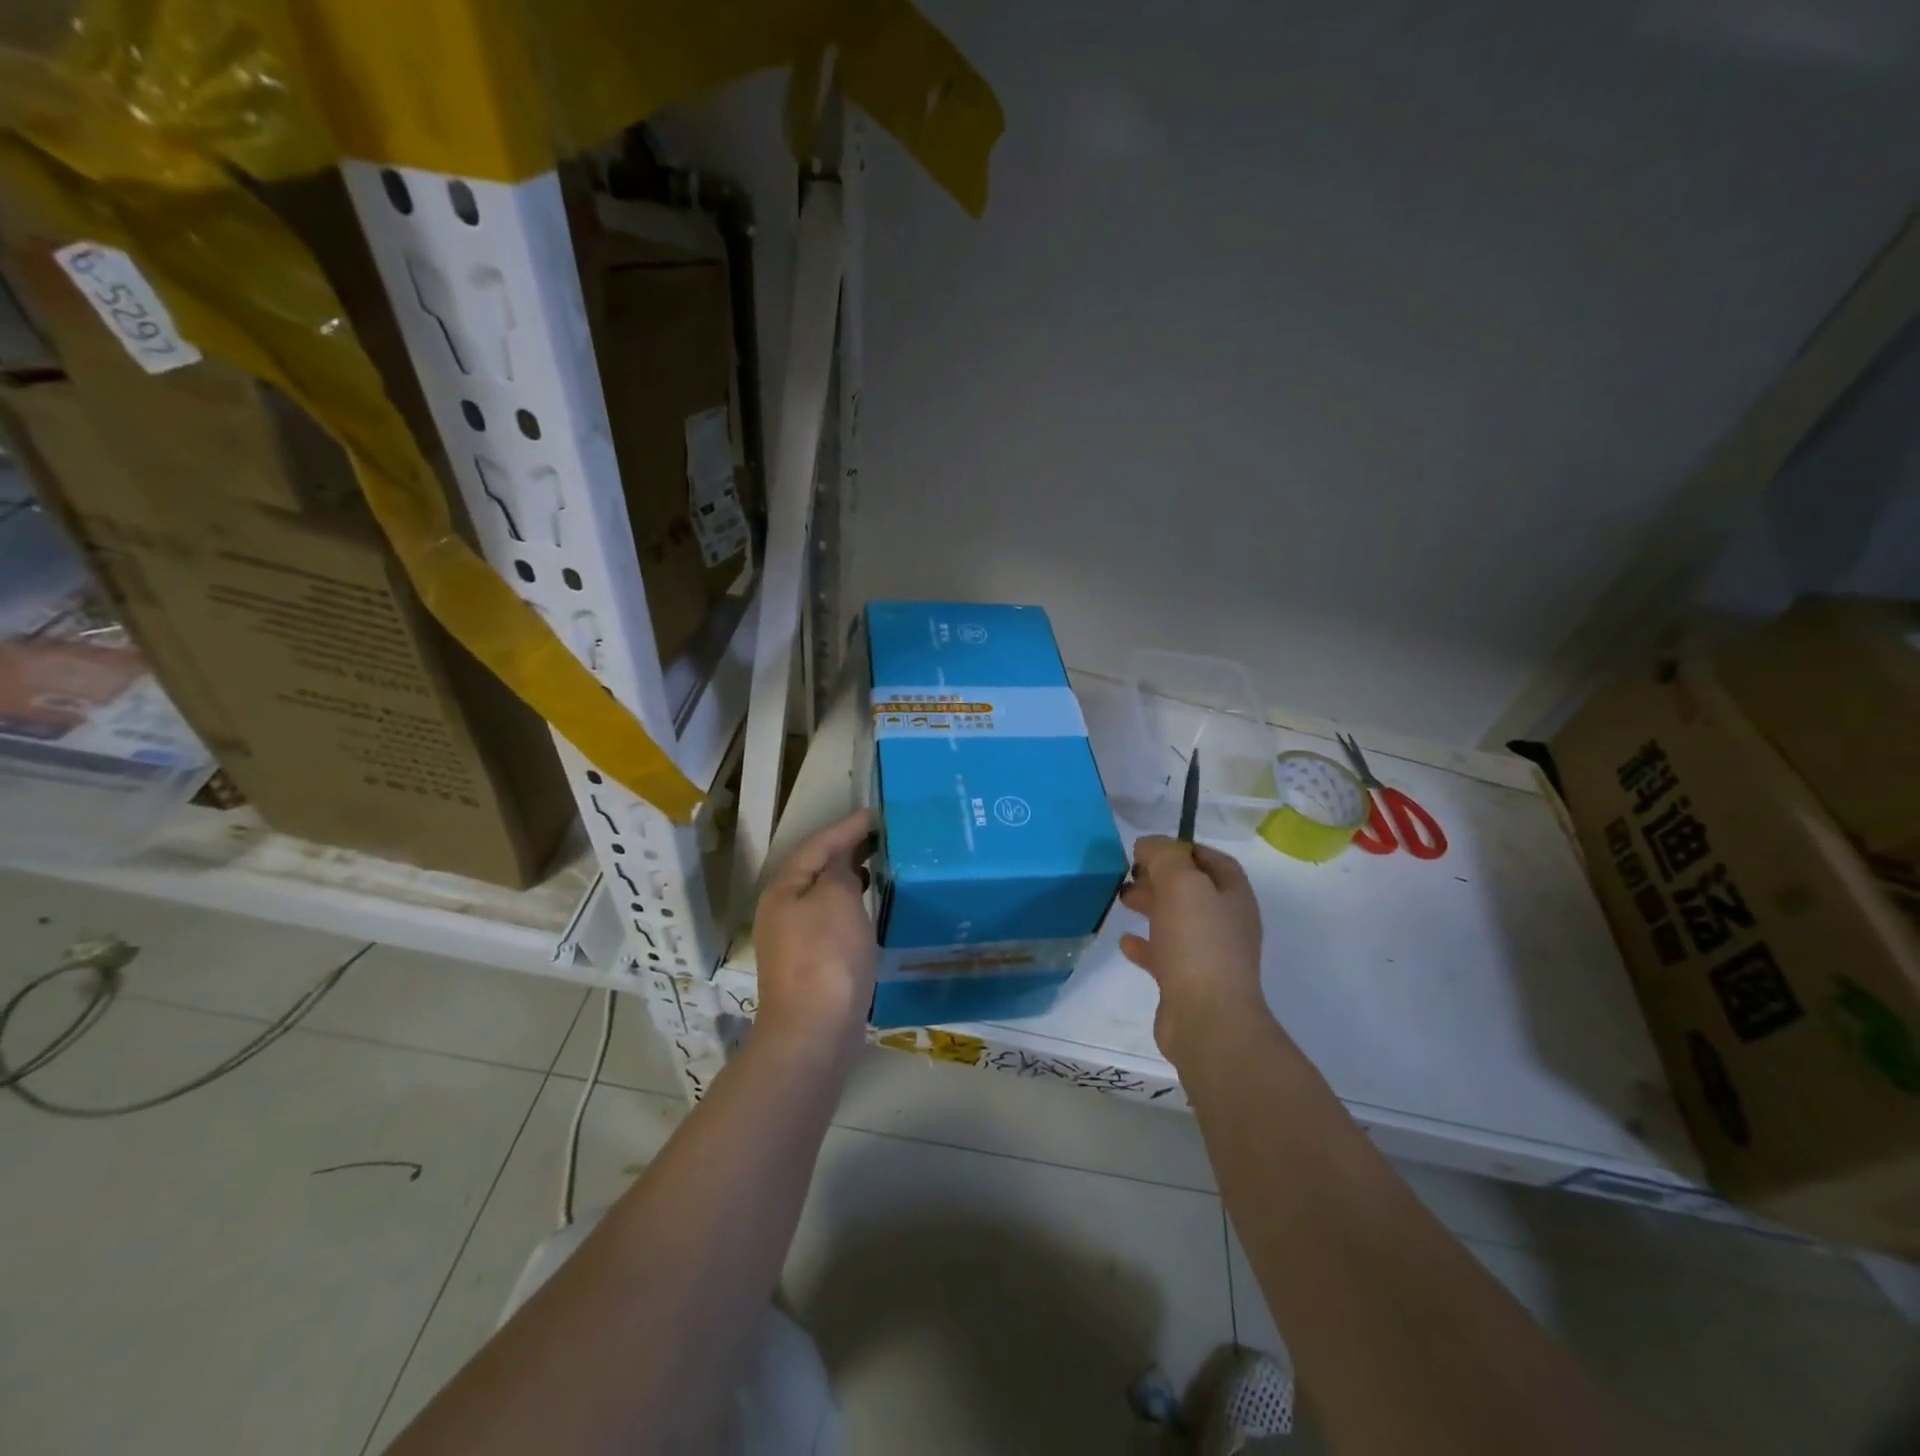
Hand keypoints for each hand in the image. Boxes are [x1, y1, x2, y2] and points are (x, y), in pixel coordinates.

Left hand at [752, 809, 877, 1056]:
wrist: (813, 1032)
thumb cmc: (826, 957)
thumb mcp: (837, 899)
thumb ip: (840, 870)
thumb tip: (842, 863)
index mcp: (784, 889)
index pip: (817, 844)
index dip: (846, 827)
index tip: (875, 814)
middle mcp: (782, 910)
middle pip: (816, 869)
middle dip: (847, 851)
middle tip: (883, 838)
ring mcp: (794, 940)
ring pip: (825, 896)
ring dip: (851, 879)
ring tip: (882, 868)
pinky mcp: (811, 964)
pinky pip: (833, 920)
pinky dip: (852, 908)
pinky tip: (872, 912)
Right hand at [1119, 836, 1266, 1062]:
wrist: (1207, 1019)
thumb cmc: (1198, 944)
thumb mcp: (1181, 884)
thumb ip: (1164, 856)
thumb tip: (1148, 845)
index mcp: (1234, 897)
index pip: (1212, 860)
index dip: (1183, 848)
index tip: (1149, 848)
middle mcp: (1226, 924)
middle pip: (1192, 890)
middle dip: (1160, 876)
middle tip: (1129, 872)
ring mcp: (1208, 956)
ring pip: (1176, 920)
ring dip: (1150, 906)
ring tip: (1122, 899)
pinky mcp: (1187, 983)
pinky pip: (1164, 955)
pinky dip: (1144, 944)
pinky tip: (1125, 941)